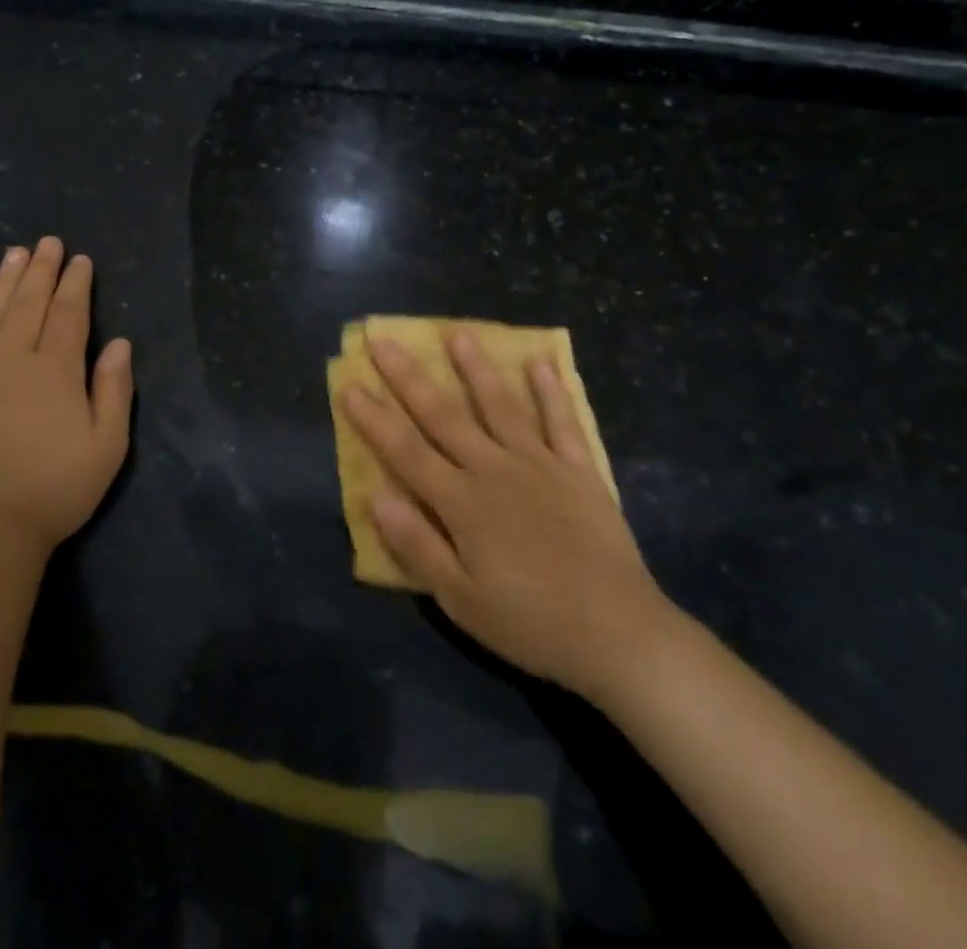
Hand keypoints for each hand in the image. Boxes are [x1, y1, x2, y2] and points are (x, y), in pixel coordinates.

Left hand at [0, 237, 133, 547]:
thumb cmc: (54, 488)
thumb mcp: (106, 445)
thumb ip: (114, 389)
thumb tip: (119, 344)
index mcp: (55, 370)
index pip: (68, 314)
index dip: (75, 284)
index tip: (79, 260)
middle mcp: (13, 360)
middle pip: (28, 303)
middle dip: (40, 270)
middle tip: (47, 242)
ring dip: (4, 282)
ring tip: (13, 254)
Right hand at [342, 331, 665, 696]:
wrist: (617, 633)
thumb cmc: (530, 622)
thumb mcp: (460, 598)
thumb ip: (416, 543)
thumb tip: (374, 495)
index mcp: (462, 502)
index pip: (406, 451)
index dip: (374, 419)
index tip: (349, 384)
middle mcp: (495, 469)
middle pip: (444, 416)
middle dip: (409, 377)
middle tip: (384, 340)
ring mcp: (540, 464)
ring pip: (501, 405)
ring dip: (477, 369)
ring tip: (458, 334)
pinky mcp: (579, 471)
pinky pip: (563, 422)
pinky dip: (551, 391)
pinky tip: (540, 363)